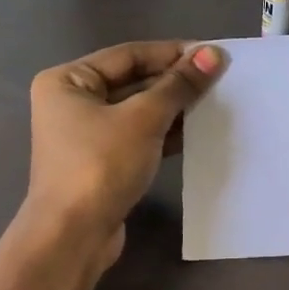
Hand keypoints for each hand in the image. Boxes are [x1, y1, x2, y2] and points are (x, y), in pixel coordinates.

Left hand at [24, 40, 226, 260]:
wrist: (73, 236)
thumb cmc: (101, 165)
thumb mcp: (143, 119)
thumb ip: (179, 85)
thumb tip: (213, 54)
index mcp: (68, 80)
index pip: (129, 55)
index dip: (172, 53)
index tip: (213, 55)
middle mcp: (72, 102)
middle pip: (133, 81)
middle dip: (175, 82)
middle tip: (219, 80)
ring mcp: (86, 135)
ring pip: (138, 111)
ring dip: (174, 108)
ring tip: (214, 104)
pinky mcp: (102, 162)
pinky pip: (138, 136)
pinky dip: (164, 133)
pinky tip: (197, 132)